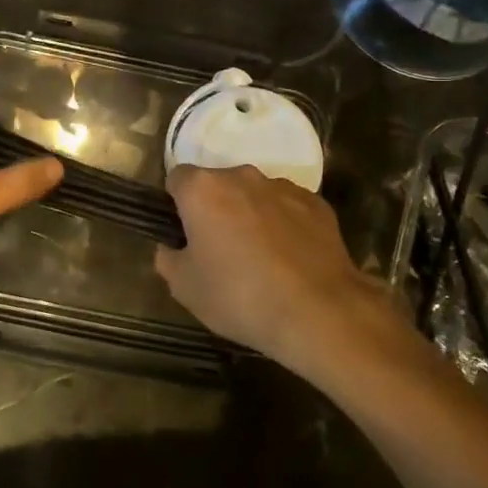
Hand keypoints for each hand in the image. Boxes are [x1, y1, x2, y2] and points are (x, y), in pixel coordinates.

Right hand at [154, 165, 400, 375]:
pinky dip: (284, 225)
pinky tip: (290, 261)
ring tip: (260, 259)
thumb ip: (168, 258)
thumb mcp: (184, 288)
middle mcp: (243, 176)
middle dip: (215, 209)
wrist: (319, 311)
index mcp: (203, 189)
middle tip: (218, 250)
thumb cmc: (239, 296)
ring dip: (251, 216)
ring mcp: (284, 187)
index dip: (176, 204)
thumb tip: (173, 247)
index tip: (184, 233)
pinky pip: (288, 208)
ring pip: (255, 195)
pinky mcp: (317, 203)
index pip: (177, 178)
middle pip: (218, 184)